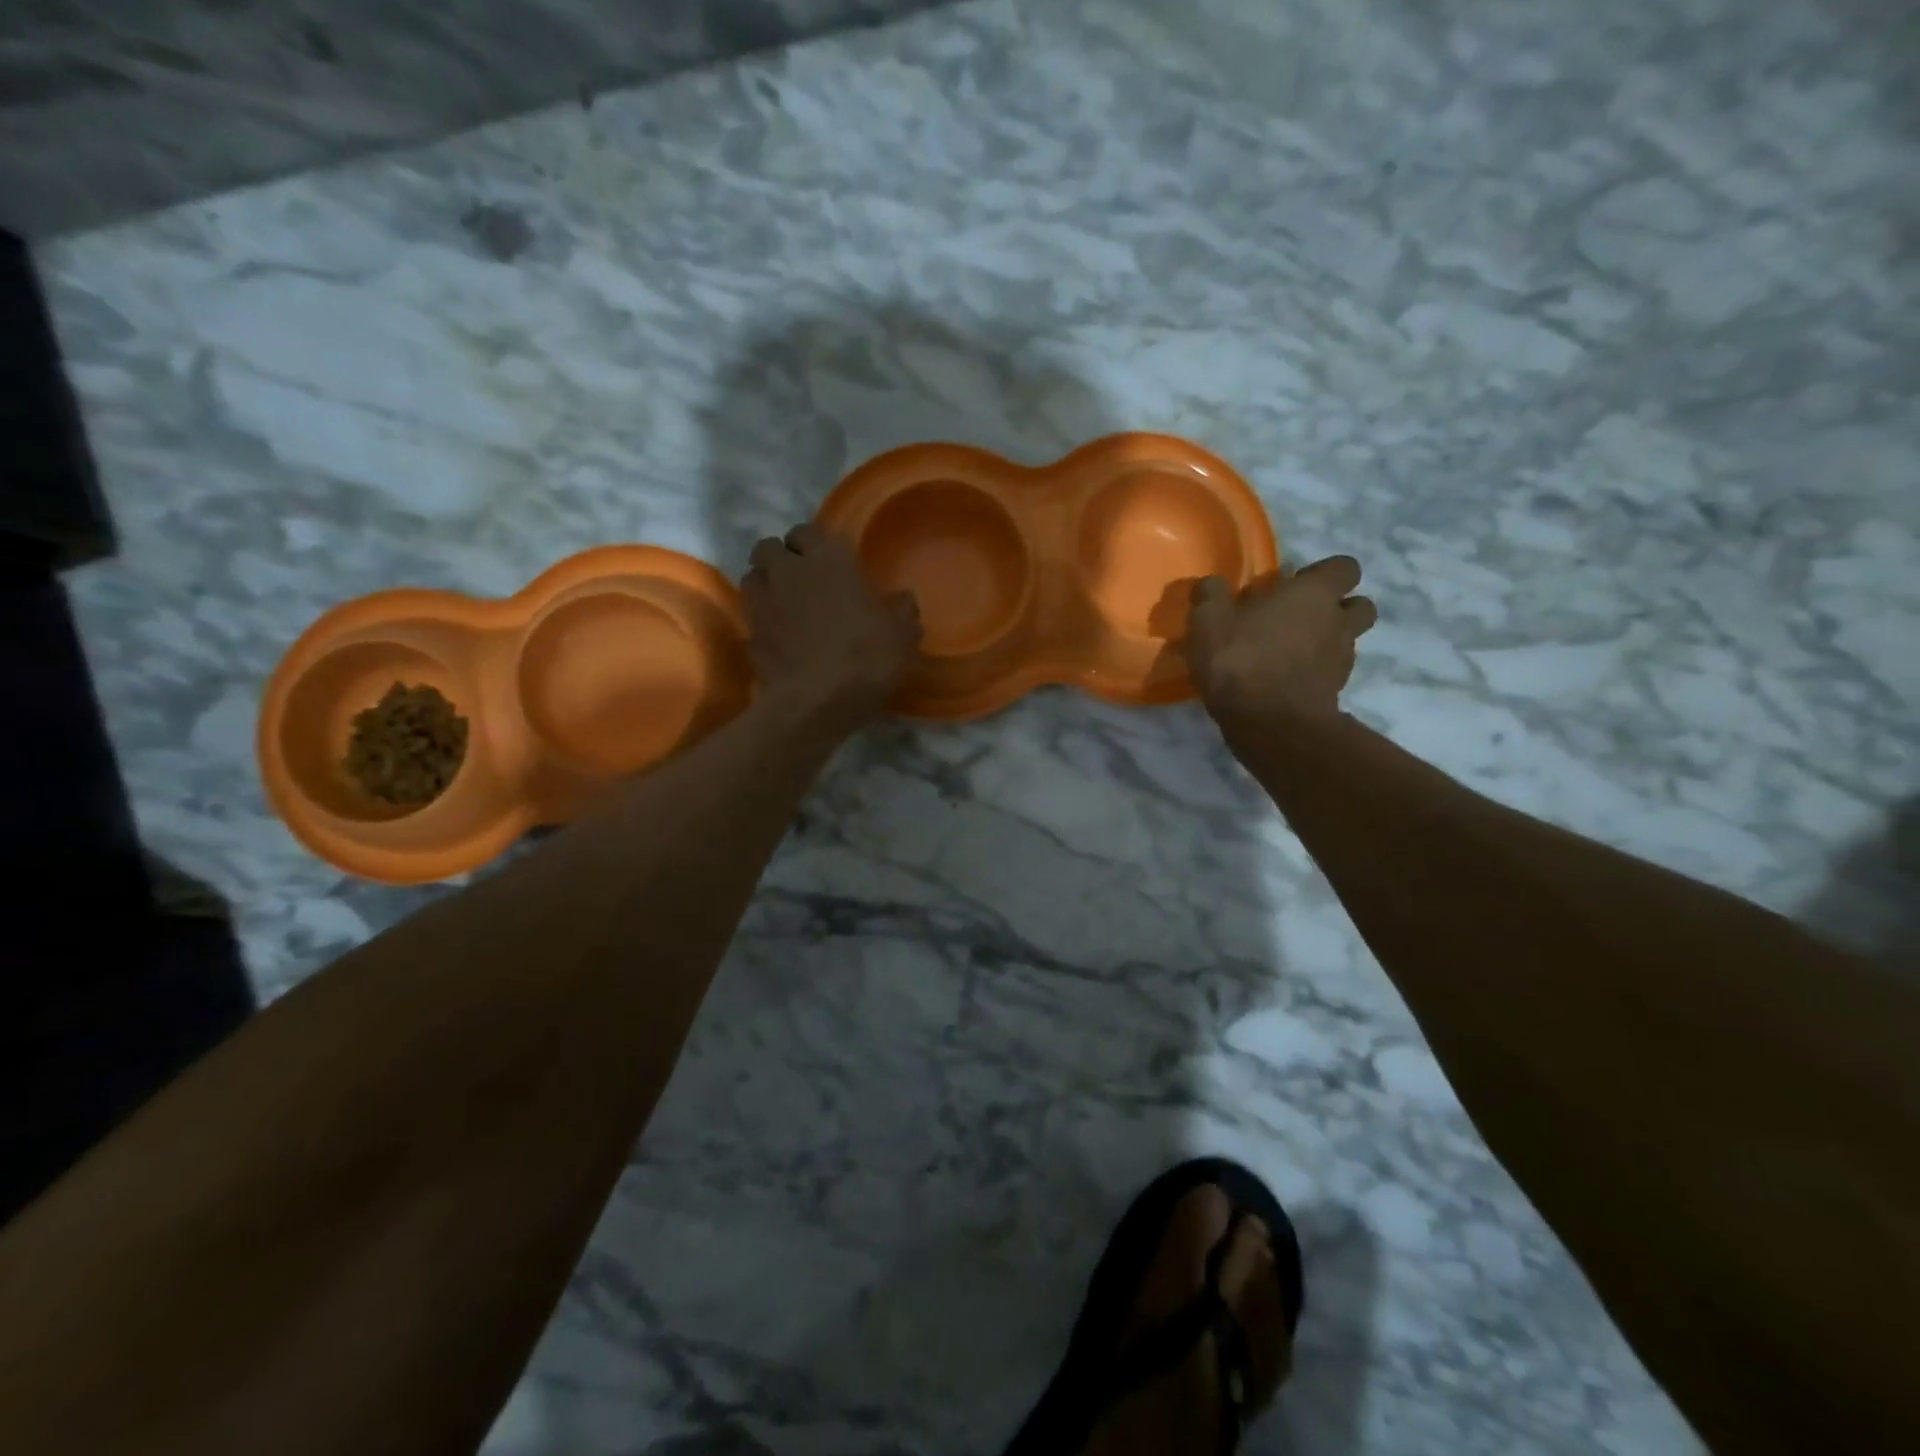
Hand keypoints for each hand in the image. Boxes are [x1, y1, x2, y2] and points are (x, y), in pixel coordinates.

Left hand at [743, 523, 920, 732]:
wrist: (817, 700)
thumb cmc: (865, 657)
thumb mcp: (902, 635)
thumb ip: (902, 611)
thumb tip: (904, 599)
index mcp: (827, 559)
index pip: (806, 531)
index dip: (812, 544)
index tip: (824, 560)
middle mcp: (788, 571)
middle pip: (768, 548)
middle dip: (780, 558)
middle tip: (800, 579)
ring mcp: (762, 602)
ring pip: (753, 578)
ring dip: (766, 585)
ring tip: (784, 605)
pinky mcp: (749, 634)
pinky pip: (751, 616)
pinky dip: (761, 620)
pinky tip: (779, 637)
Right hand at [1187, 556, 1377, 729]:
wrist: (1270, 724)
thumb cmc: (1241, 660)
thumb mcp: (1208, 621)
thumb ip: (1211, 595)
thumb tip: (1212, 585)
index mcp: (1314, 594)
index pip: (1344, 568)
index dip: (1322, 573)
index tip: (1292, 585)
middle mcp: (1338, 621)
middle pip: (1359, 605)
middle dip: (1337, 608)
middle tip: (1298, 618)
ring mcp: (1342, 660)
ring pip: (1347, 641)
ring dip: (1326, 642)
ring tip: (1288, 653)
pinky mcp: (1336, 692)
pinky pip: (1331, 673)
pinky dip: (1314, 673)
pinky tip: (1283, 681)